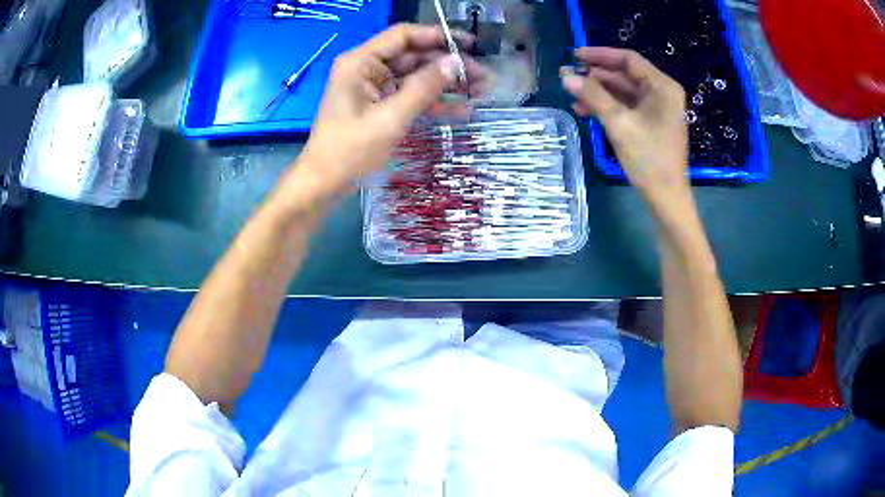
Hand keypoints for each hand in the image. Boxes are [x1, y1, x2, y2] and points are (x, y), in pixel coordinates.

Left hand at [293, 24, 485, 199]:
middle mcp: (367, 69)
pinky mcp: (379, 106)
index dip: (438, 36)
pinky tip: (461, 111)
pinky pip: (410, 97)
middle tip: (484, 77)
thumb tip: (455, 62)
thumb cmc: (349, 151)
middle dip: (448, 65)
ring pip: (416, 77)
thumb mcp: (390, 118)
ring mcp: (373, 88)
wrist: (324, 184)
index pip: (403, 36)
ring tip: (481, 92)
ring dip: (446, 85)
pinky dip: (433, 103)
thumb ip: (424, 88)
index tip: (469, 44)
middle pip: (414, 56)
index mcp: (361, 62)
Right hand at [560, 48, 688, 202]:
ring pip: (624, 92)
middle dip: (596, 77)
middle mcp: (662, 93)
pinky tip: (587, 111)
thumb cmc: (649, 158)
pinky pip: (627, 106)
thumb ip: (593, 96)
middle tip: (569, 79)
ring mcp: (658, 109)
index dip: (600, 55)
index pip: (628, 60)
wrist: (666, 197)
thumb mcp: (619, 124)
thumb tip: (566, 76)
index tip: (575, 56)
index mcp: (662, 87)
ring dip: (599, 93)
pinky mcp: (652, 123)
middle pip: (625, 75)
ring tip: (574, 98)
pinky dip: (608, 107)